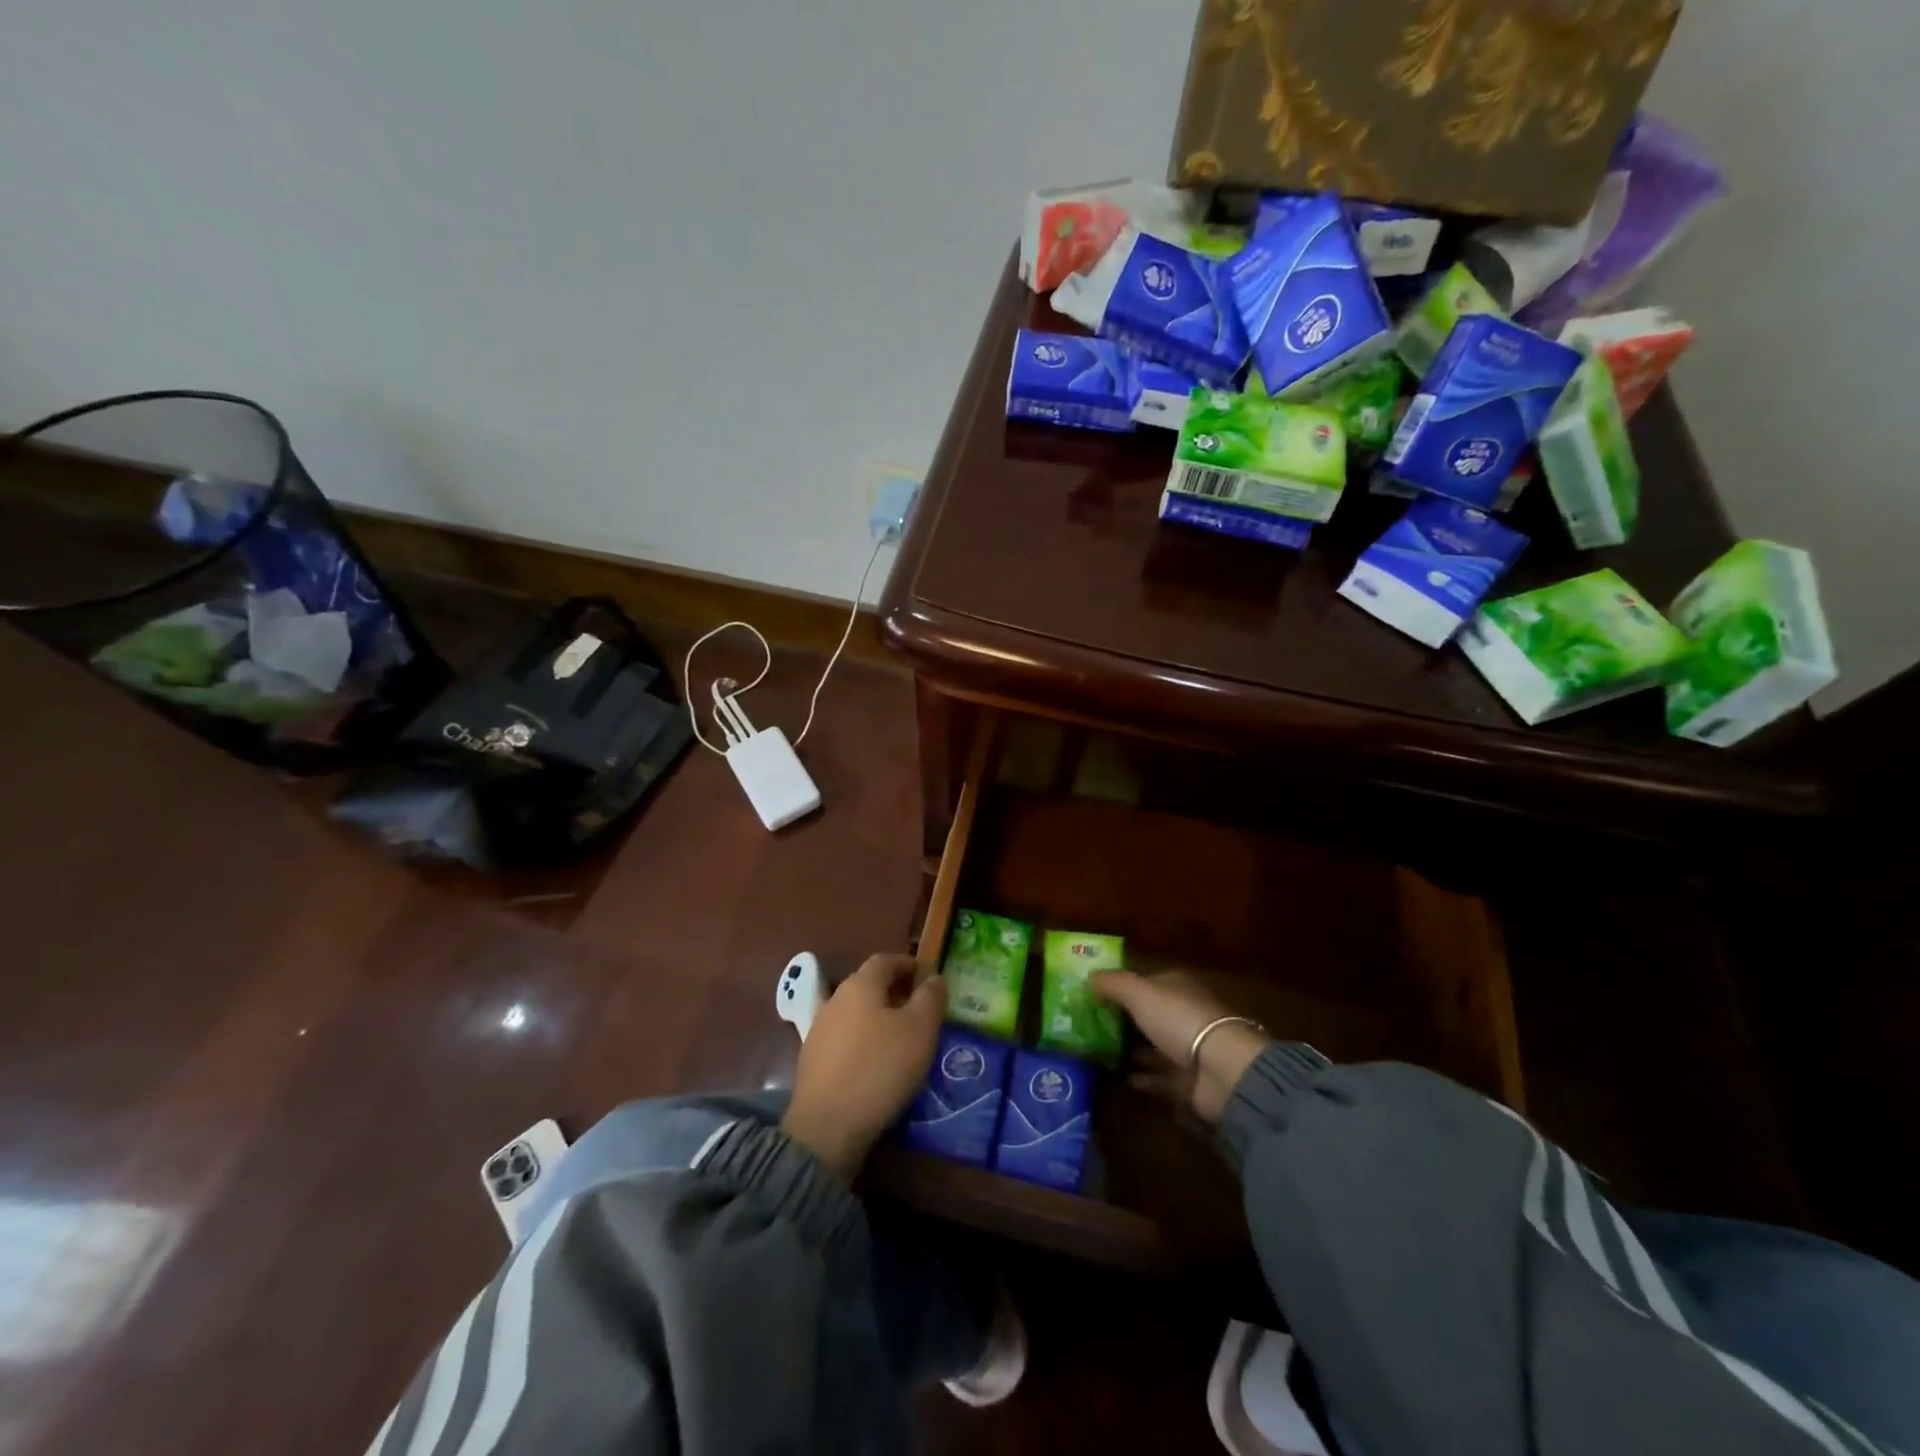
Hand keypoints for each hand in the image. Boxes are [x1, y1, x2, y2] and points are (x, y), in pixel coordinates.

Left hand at [782, 954, 946, 1179]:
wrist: (827, 1125)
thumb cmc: (881, 1068)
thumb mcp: (920, 1030)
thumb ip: (930, 998)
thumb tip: (934, 977)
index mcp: (860, 985)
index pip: (885, 960)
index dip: (908, 964)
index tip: (927, 977)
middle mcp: (835, 999)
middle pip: (868, 985)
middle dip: (894, 991)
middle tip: (919, 1009)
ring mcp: (819, 1030)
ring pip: (855, 1013)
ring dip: (877, 1018)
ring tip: (901, 1039)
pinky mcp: (811, 1060)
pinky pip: (844, 1039)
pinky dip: (863, 1042)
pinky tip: (876, 1064)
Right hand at [1091, 970, 1271, 1123]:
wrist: (1221, 1069)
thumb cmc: (1178, 1019)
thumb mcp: (1138, 992)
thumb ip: (1112, 983)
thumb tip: (1088, 977)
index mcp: (1175, 987)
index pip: (1145, 982)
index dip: (1120, 987)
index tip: (1092, 996)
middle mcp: (1183, 1014)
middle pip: (1148, 1015)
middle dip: (1122, 1020)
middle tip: (1089, 1028)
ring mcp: (1188, 1049)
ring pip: (1153, 1046)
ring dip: (1131, 1049)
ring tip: (1099, 1053)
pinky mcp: (1188, 1080)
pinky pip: (1160, 1076)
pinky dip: (1142, 1077)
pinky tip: (1121, 1077)